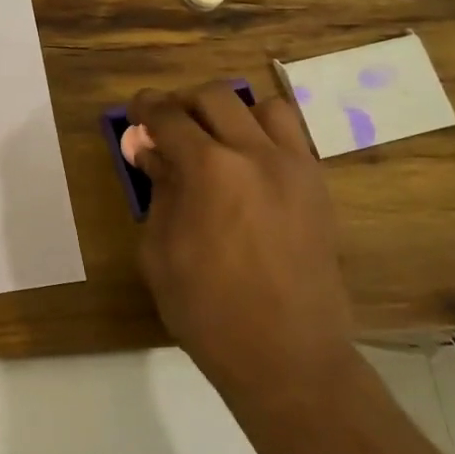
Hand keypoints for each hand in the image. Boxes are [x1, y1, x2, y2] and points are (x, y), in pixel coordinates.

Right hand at [130, 82, 359, 403]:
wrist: (288, 357)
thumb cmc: (207, 310)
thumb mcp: (160, 250)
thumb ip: (158, 189)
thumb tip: (150, 150)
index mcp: (209, 169)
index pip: (169, 116)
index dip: (146, 107)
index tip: (136, 110)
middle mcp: (255, 154)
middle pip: (216, 96)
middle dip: (184, 103)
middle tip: (170, 126)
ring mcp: (295, 168)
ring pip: (264, 106)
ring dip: (233, 113)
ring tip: (218, 140)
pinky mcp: (318, 188)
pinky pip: (293, 137)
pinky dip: (266, 135)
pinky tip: (250, 165)